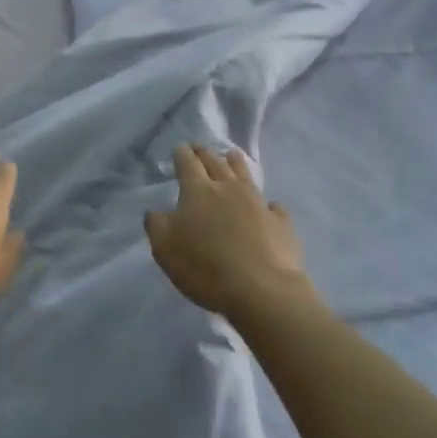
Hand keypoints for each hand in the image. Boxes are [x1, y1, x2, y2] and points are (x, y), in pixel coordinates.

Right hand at [145, 144, 310, 316]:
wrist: (261, 290)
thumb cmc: (205, 268)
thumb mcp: (165, 249)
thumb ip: (157, 225)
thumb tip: (156, 211)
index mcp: (198, 191)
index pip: (188, 164)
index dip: (182, 154)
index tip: (180, 147)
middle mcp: (229, 189)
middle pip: (216, 163)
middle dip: (205, 154)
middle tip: (200, 148)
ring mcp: (258, 203)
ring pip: (245, 175)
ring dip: (236, 164)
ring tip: (232, 155)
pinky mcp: (280, 223)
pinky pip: (272, 205)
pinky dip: (266, 203)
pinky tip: (268, 206)